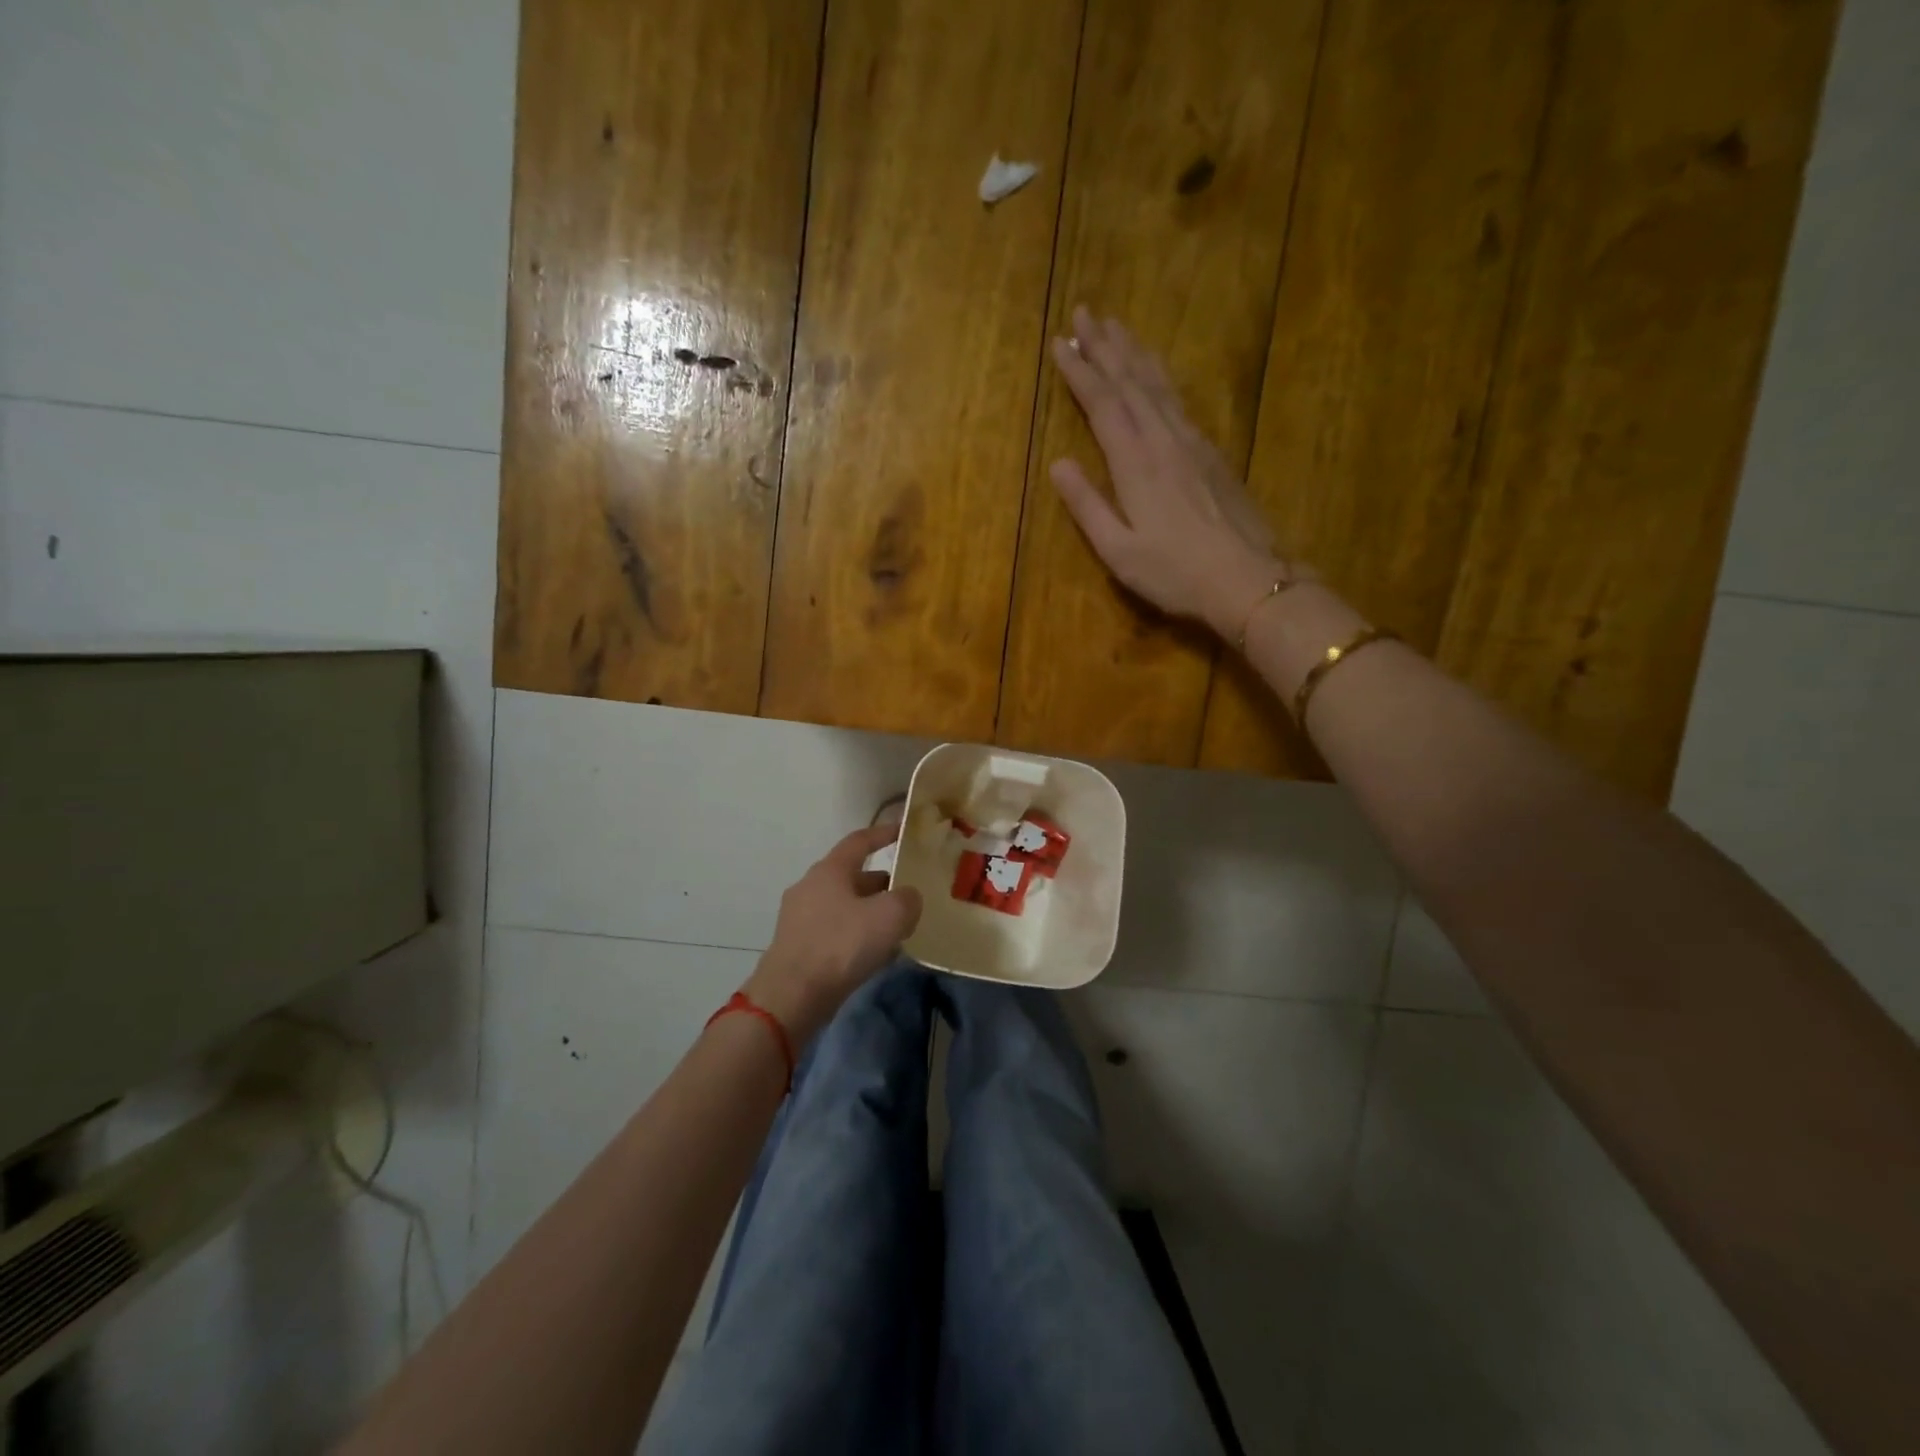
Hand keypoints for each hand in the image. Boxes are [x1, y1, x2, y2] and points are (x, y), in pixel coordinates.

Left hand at [742, 822, 922, 1044]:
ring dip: (869, 911)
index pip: (860, 841)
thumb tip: (908, 898)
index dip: (884, 833)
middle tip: (908, 892)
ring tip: (897, 927)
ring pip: (844, 905)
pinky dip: (856, 934)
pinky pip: (834, 930)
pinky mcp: (797, 946)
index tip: (904, 831)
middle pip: (852, 875)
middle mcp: (810, 887)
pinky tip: (874, 953)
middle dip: (881, 882)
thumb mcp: (889, 916)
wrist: (791, 997)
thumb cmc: (841, 945)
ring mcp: (800, 917)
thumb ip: (907, 899)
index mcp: (830, 870)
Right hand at [1048, 307, 1297, 638]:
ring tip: (1116, 326)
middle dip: (1105, 347)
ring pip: (1158, 385)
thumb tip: (1059, 464)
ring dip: (1134, 353)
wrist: (1248, 580)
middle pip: (1131, 382)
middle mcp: (1163, 440)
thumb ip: (1088, 506)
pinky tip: (1155, 372)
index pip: (1103, 404)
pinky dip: (1160, 376)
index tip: (1060, 344)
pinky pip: (1179, 399)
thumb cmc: (1175, 573)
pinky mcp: (1212, 452)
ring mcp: (1192, 443)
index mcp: (1136, 464)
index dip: (1080, 372)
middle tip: (1084, 313)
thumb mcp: (1119, 551)